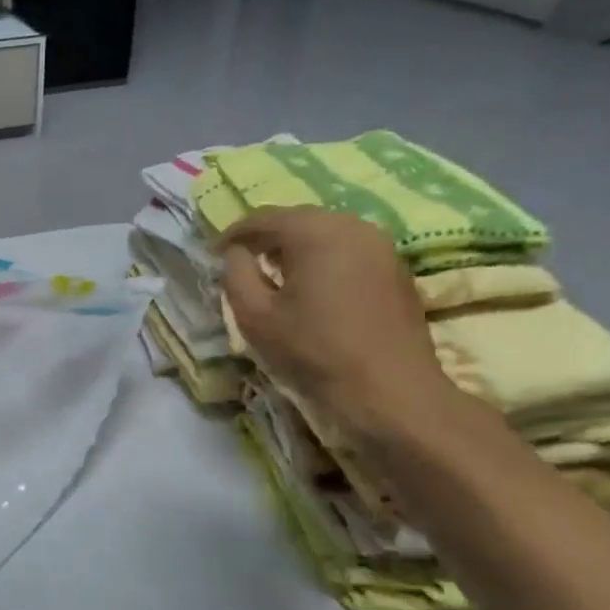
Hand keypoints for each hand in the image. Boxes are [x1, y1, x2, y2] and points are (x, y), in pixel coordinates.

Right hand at [220, 206, 455, 437]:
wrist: (388, 391)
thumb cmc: (313, 351)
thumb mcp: (255, 316)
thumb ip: (236, 274)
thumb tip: (236, 253)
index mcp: (314, 232)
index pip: (263, 218)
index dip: (234, 233)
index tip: (213, 253)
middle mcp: (351, 226)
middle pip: (298, 219)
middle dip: (266, 237)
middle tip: (242, 259)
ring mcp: (381, 246)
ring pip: (326, 232)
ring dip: (296, 247)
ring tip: (275, 272)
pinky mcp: (396, 269)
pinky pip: (349, 250)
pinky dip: (324, 259)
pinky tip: (312, 286)